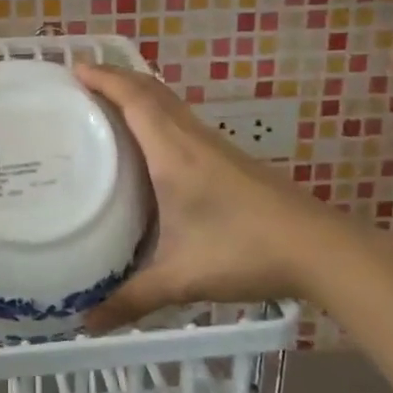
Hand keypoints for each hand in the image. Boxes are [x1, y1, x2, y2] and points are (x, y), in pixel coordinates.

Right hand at [75, 64, 358, 331]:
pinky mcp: (229, 158)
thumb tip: (87, 324)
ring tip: (108, 103)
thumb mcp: (182, 277)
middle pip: (151, 90)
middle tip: (81, 81)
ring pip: (170, 103)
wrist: (318, 248)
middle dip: (116, 76)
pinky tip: (151, 140)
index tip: (74, 68)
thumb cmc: (244, 250)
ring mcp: (214, 145)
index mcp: (173, 152)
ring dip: (139, 92)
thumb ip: (133, 299)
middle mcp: (191, 138)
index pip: (134, 98)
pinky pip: (182, 119)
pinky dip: (158, 112)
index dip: (104, 78)